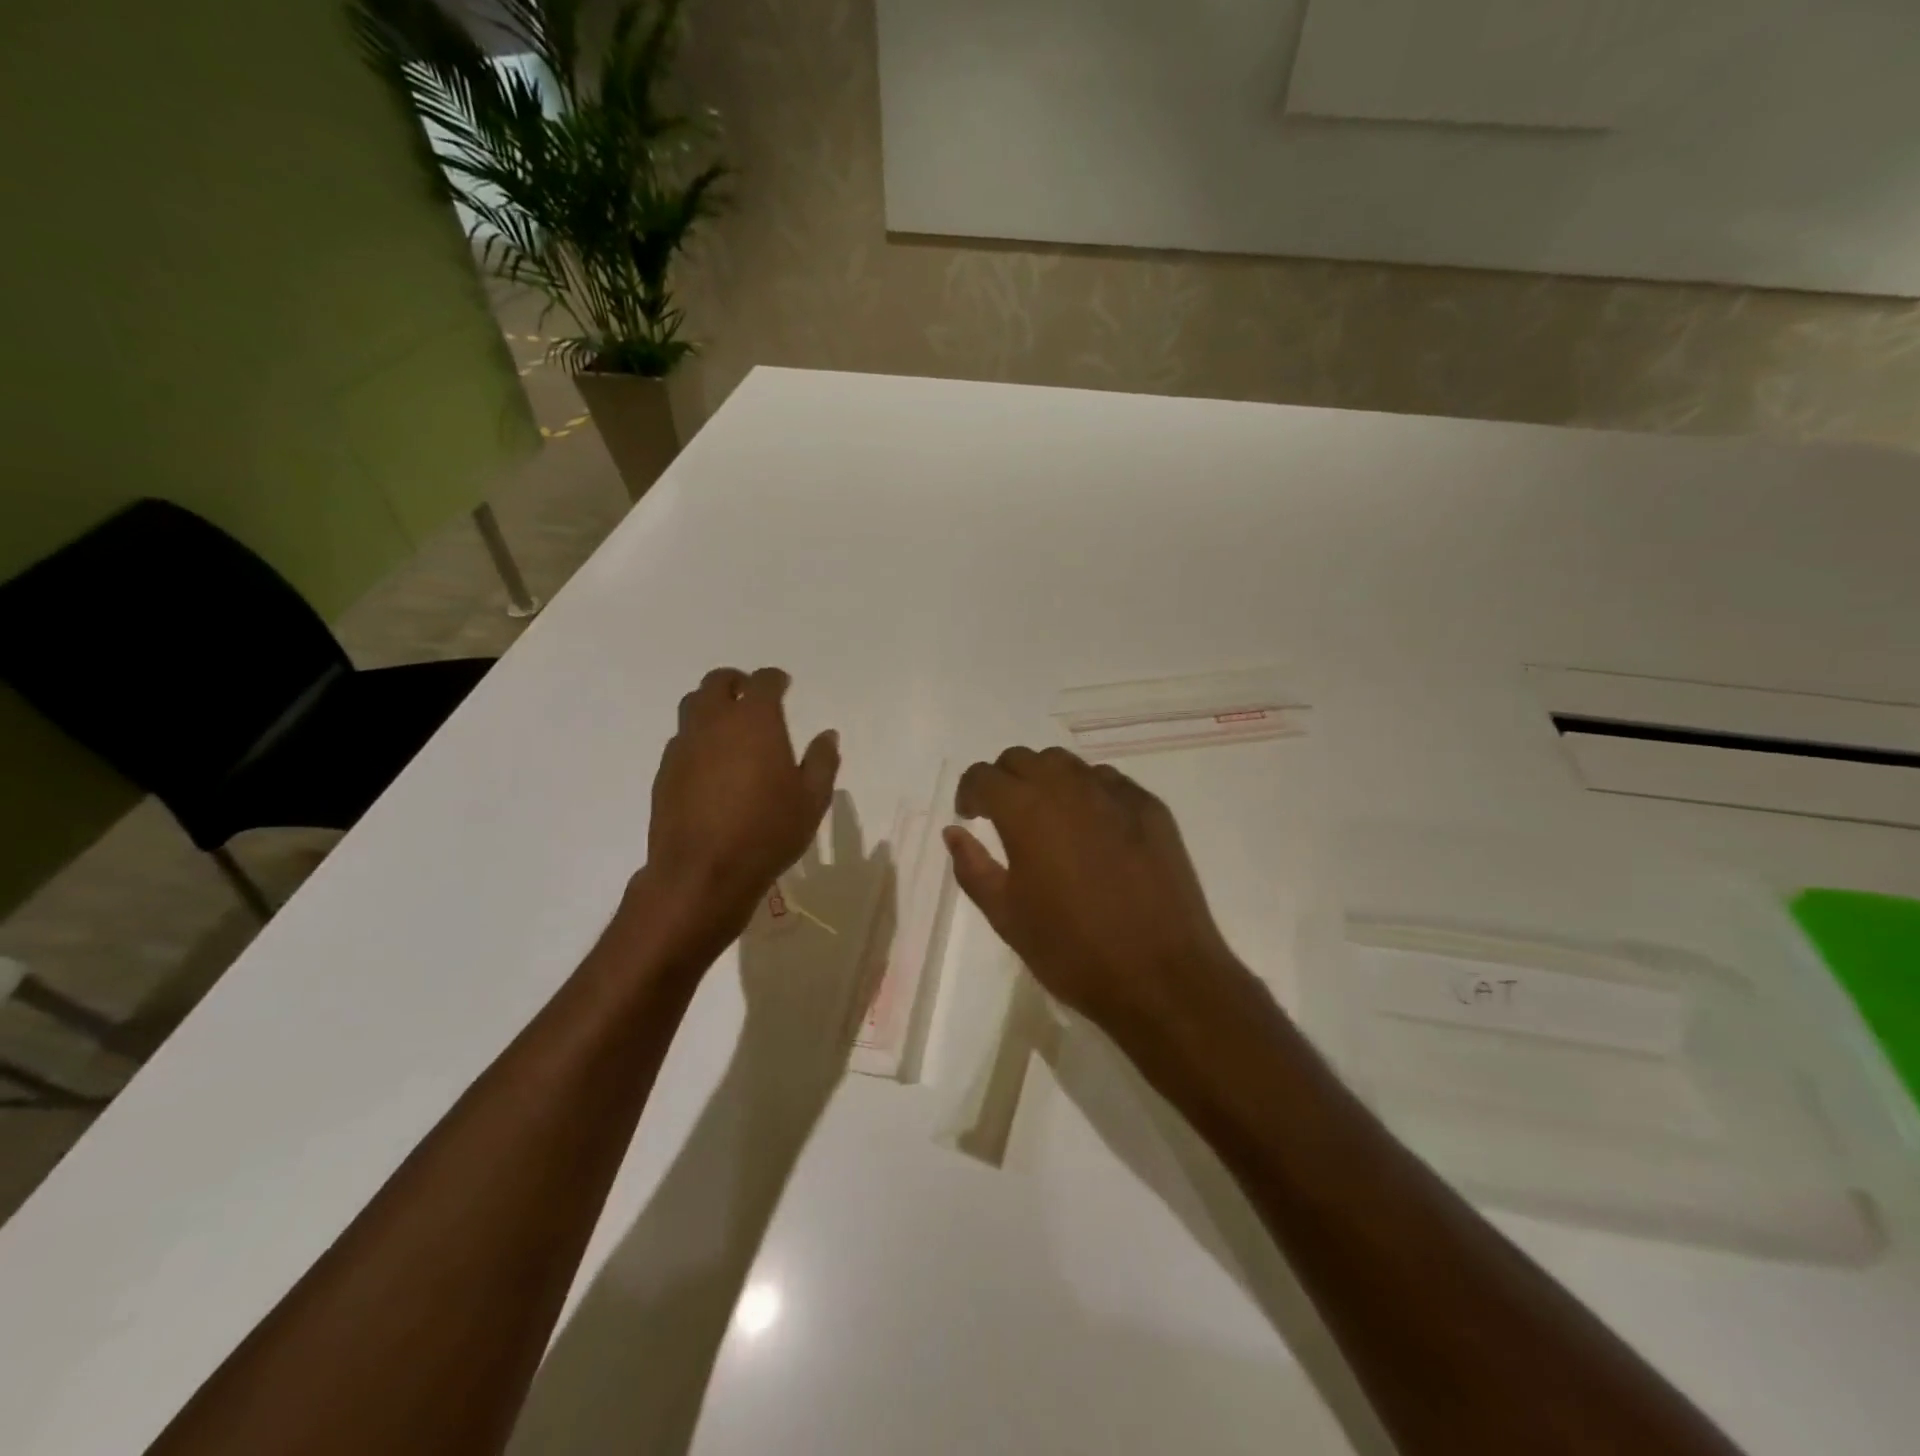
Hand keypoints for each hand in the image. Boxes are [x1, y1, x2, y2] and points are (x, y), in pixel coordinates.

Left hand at [635, 667, 839, 959]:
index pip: (763, 681)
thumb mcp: (812, 799)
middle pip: (718, 682)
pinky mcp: (665, 771)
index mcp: (754, 721)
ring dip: (711, 704)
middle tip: (750, 694)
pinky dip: (697, 738)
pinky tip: (710, 762)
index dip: (775, 679)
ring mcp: (684, 745)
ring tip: (728, 724)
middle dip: (736, 681)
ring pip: (692, 706)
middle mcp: (714, 722)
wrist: (702, 873)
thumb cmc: (767, 832)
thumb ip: (822, 761)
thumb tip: (827, 735)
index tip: (784, 684)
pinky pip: (681, 739)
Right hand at [944, 747, 1250, 1049]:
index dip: (970, 792)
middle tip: (1004, 817)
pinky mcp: (1150, 807)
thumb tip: (955, 833)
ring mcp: (1115, 793)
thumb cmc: (1072, 951)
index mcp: (1026, 810)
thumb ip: (973, 867)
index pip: (984, 776)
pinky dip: (1088, 793)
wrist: (1161, 976)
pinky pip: (1107, 782)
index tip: (971, 817)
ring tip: (1049, 820)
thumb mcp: (1006, 917)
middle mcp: (1069, 787)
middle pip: (1024, 759)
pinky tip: (1094, 830)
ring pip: (1067, 764)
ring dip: (1047, 781)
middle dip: (1005, 781)